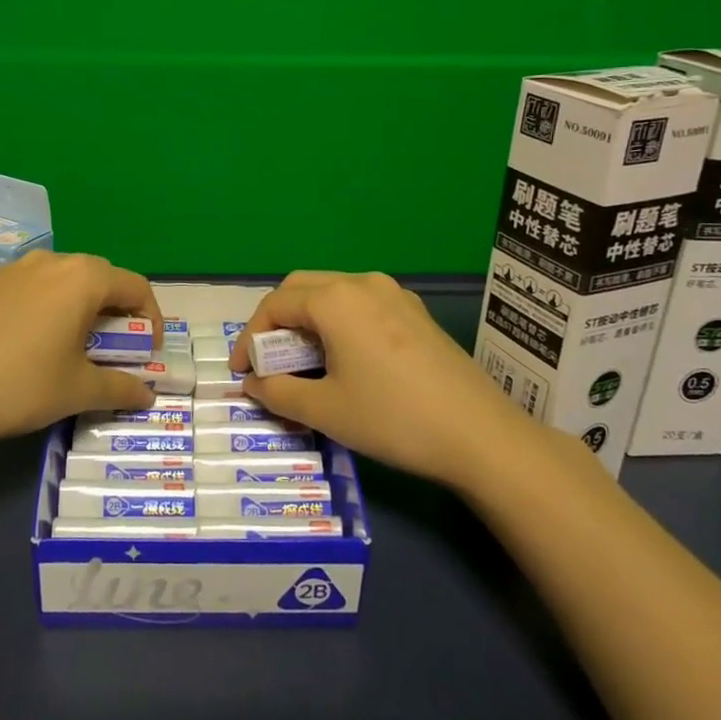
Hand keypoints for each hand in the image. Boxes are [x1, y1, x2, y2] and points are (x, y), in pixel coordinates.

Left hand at [0, 250, 163, 446]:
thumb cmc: (20, 385)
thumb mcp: (78, 391)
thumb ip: (121, 388)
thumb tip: (147, 395)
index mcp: (83, 279)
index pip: (136, 287)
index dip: (151, 320)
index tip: (148, 354)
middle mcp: (53, 261)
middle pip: (102, 279)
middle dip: (118, 313)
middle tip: (117, 351)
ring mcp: (17, 269)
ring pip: (67, 280)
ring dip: (84, 308)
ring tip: (77, 346)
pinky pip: (36, 287)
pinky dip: (52, 306)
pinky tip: (36, 341)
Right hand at [227, 271, 555, 486]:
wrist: (480, 435)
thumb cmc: (392, 419)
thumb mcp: (324, 410)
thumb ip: (277, 392)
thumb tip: (252, 383)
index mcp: (335, 300)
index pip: (274, 305)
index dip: (250, 338)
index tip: (241, 373)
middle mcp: (362, 283)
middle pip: (301, 289)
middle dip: (276, 321)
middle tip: (267, 361)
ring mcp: (394, 294)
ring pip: (333, 293)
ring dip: (308, 320)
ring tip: (302, 361)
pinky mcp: (416, 312)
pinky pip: (362, 305)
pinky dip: (338, 323)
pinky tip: (344, 358)